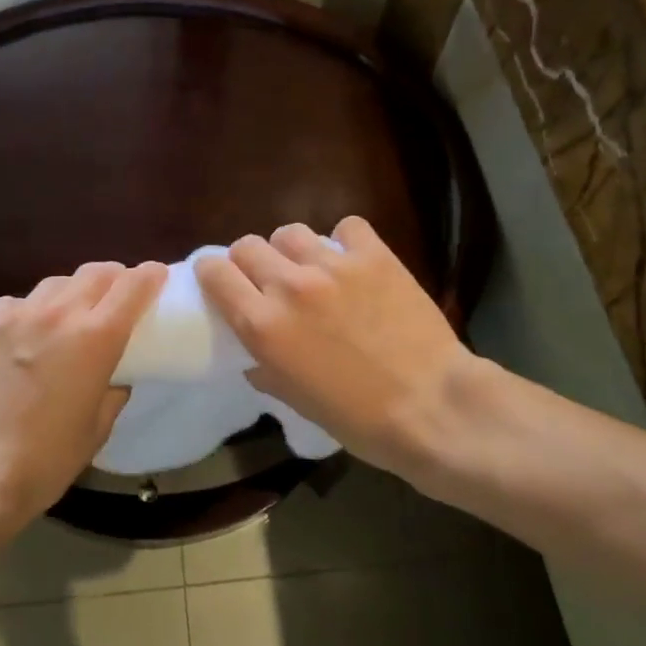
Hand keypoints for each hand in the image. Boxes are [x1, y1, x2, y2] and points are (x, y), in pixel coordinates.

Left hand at [0, 260, 166, 523]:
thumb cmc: (47, 458)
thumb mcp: (98, 428)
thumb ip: (113, 389)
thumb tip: (114, 375)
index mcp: (96, 336)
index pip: (133, 285)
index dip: (150, 276)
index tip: (156, 278)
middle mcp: (59, 312)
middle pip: (96, 272)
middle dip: (114, 278)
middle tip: (116, 296)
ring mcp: (17, 313)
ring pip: (56, 283)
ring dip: (72, 293)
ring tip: (68, 317)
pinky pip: (17, 302)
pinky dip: (30, 311)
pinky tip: (23, 336)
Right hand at [195, 217, 481, 477]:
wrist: (433, 408)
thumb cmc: (360, 419)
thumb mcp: (296, 401)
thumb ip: (266, 368)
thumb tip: (255, 356)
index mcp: (263, 325)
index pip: (215, 272)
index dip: (213, 273)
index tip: (222, 281)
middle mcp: (289, 286)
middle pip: (248, 245)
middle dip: (250, 261)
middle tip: (268, 279)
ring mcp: (333, 266)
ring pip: (290, 231)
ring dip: (292, 249)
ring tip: (310, 267)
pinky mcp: (373, 256)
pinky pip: (346, 227)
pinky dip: (344, 240)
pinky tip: (353, 259)